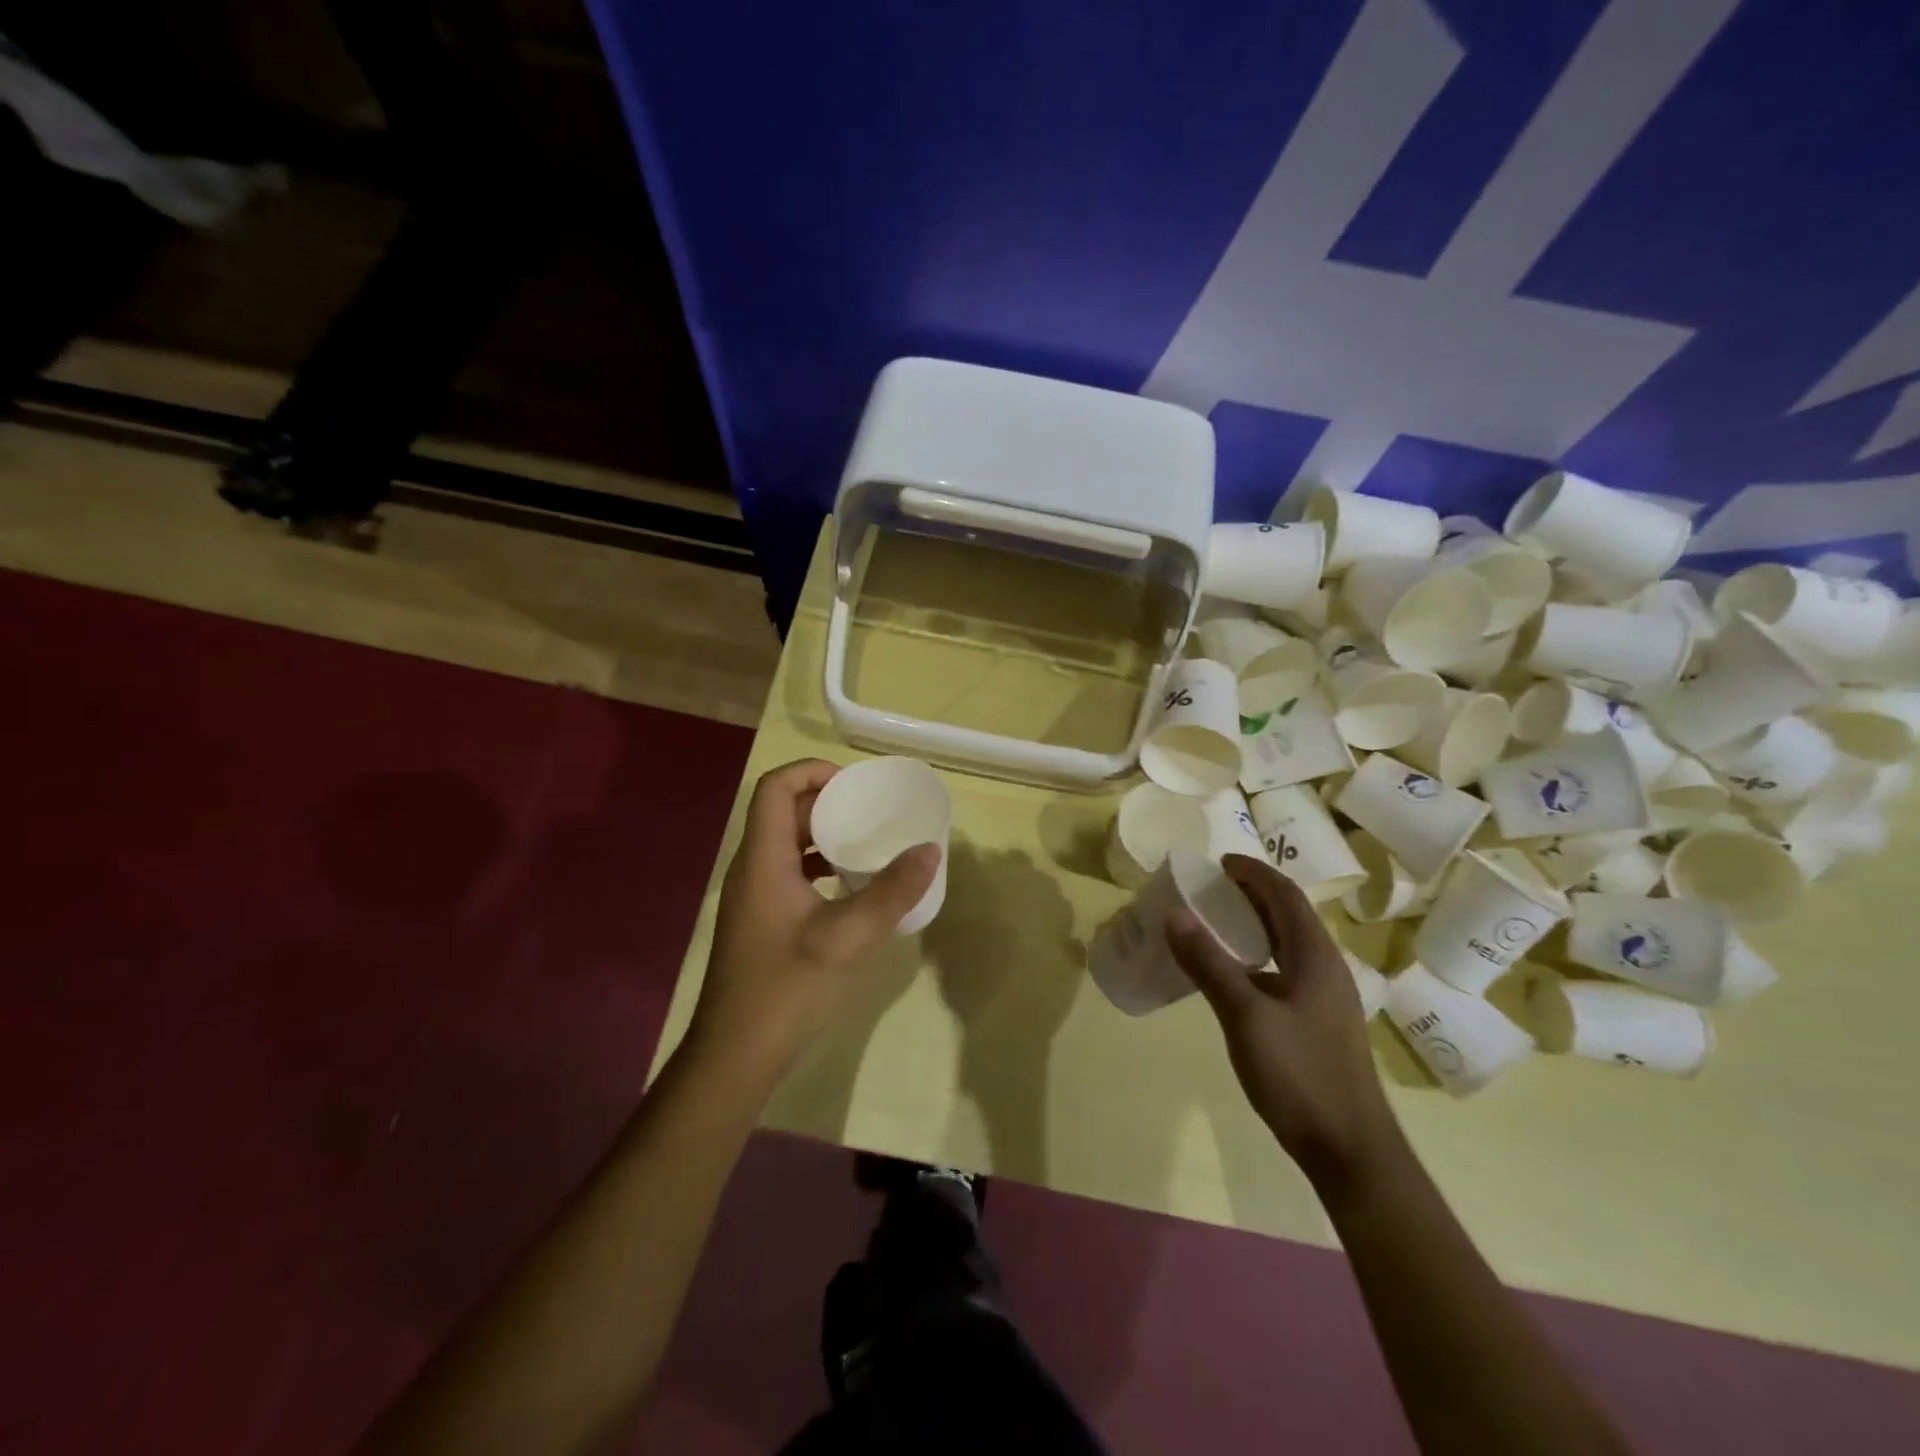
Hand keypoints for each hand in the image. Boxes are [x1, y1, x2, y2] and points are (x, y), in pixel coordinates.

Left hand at [688, 759, 939, 1078]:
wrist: (735, 1054)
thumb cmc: (787, 988)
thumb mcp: (848, 938)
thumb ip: (892, 892)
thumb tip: (930, 851)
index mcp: (762, 859)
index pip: (775, 787)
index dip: (812, 771)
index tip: (855, 785)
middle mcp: (751, 868)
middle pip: (782, 812)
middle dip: (826, 803)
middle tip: (872, 812)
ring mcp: (752, 896)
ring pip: (785, 844)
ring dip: (823, 835)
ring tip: (867, 844)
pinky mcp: (760, 920)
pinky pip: (788, 872)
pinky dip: (819, 865)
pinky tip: (850, 888)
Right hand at [1167, 855, 1398, 1189]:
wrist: (1350, 1150)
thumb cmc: (1300, 1075)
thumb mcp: (1245, 1016)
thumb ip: (1210, 964)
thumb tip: (1174, 914)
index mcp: (1315, 956)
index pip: (1285, 895)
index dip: (1253, 872)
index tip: (1219, 862)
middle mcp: (1325, 968)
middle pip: (1289, 915)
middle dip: (1251, 894)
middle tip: (1209, 888)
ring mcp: (1325, 997)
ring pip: (1288, 944)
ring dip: (1255, 924)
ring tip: (1215, 922)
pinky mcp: (1318, 1022)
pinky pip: (1285, 970)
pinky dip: (1258, 956)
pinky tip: (1234, 975)